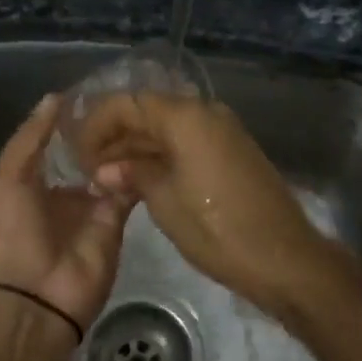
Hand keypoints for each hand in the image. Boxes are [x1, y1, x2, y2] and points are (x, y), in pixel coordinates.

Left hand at [0, 94, 134, 332]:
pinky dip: (138, 167)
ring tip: (142, 110)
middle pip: (86, 151)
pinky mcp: (116, 219)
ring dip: (123, 143)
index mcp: (31, 179)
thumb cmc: (11, 233)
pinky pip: (129, 186)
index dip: (70, 116)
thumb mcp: (6, 178)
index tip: (93, 87)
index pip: (54, 139)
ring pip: (111, 165)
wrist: (37, 298)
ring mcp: (92, 204)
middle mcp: (63, 188)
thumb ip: (30, 137)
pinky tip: (152, 139)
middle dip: (102, 128)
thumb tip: (56, 96)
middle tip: (126, 96)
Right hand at [76, 93, 339, 310]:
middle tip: (88, 168)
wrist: (284, 257)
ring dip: (137, 148)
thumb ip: (133, 174)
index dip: (97, 124)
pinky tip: (140, 180)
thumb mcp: (164, 201)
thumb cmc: (217, 228)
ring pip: (167, 129)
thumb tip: (107, 168)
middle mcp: (205, 112)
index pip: (128, 103)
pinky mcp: (231, 152)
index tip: (77, 153)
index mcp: (185, 116)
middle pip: (148, 112)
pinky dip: (161, 156)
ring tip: (108, 178)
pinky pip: (187, 143)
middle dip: (116, 136)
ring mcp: (222, 131)